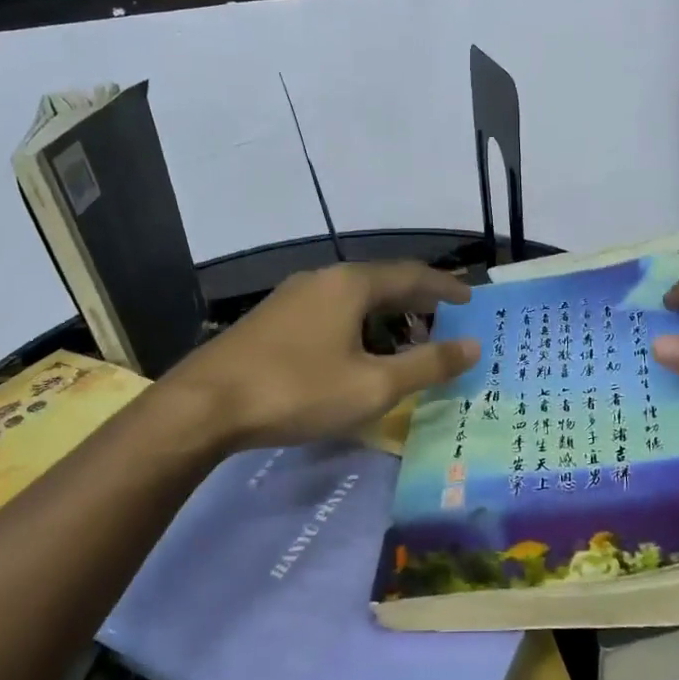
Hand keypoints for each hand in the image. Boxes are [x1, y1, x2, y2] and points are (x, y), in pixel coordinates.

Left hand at [167, 262, 479, 451]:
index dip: (445, 287)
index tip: (471, 300)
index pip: (412, 274)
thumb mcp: (373, 385)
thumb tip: (473, 347)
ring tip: (406, 341)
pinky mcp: (272, 318)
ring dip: (386, 315)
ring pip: (354, 298)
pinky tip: (356, 353)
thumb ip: (427, 364)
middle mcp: (323, 278)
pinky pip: (331, 311)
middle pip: (383, 282)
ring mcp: (293, 296)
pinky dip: (358, 324)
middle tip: (445, 321)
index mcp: (351, 284)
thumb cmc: (298, 390)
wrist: (204, 405)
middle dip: (417, 301)